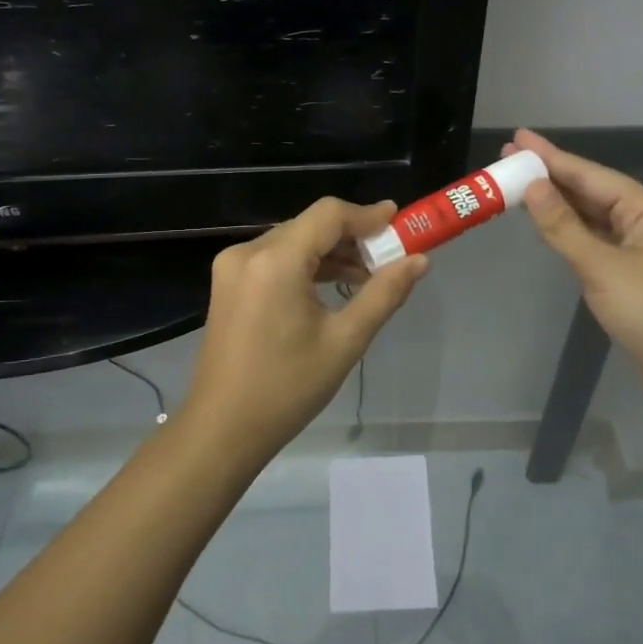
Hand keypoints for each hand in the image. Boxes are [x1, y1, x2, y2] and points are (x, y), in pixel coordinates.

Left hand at [181, 197, 428, 462]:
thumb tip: (419, 261)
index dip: (367, 215)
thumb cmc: (287, 387)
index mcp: (275, 261)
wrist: (223, 428)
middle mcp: (248, 252)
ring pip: (293, 240)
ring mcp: (233, 267)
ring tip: (368, 275)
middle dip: (352, 236)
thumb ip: (384, 293)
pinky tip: (334, 285)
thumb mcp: (345, 341)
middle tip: (390, 256)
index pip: (328, 215)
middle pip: (310, 225)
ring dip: (330, 251)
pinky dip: (306, 264)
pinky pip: (275, 258)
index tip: (400, 222)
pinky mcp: (229, 283)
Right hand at [509, 129, 642, 395]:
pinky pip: (592, 237)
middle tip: (508, 159)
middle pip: (589, 189)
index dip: (550, 156)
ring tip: (517, 184)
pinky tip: (545, 221)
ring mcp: (637, 244)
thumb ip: (562, 226)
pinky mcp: (628, 269)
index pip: (588, 174)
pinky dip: (567, 228)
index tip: (517, 138)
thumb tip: (531, 186)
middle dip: (549, 175)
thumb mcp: (600, 266)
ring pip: (589, 214)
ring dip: (556, 201)